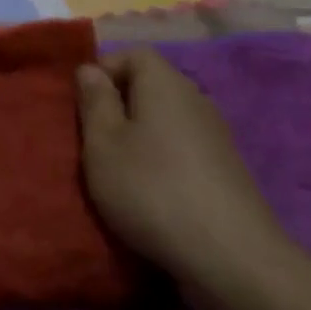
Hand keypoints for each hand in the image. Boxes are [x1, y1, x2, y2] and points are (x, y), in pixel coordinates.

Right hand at [75, 48, 294, 298]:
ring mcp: (216, 135)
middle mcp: (195, 99)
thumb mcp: (103, 144)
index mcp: (165, 83)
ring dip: (139, 136)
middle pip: (151, 85)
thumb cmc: (151, 189)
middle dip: (118, 106)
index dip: (103, 71)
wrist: (229, 256)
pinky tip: (151, 192)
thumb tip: (90, 68)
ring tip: (117, 170)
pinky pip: (182, 147)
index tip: (81, 105)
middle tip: (92, 140)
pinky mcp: (226, 170)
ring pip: (166, 119)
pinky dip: (162, 160)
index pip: (133, 54)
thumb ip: (94, 101)